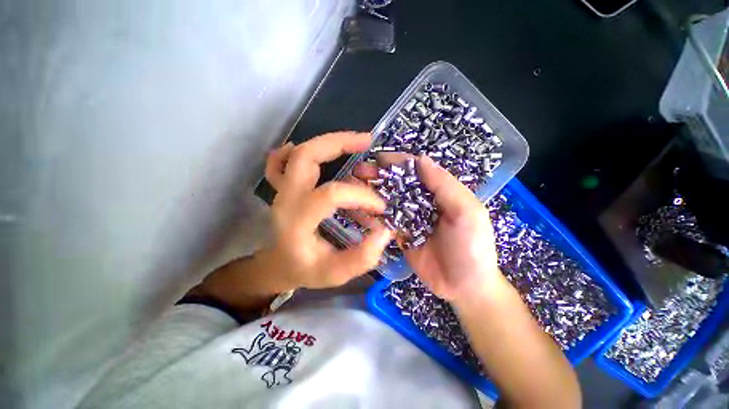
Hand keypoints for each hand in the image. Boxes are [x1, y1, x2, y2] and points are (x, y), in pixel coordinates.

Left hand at [263, 132, 393, 289]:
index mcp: (297, 221)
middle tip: (368, 141)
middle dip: (339, 143)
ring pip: (299, 153)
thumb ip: (363, 257)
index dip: (360, 195)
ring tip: (357, 142)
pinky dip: (298, 150)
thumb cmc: (306, 270)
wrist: (279, 265)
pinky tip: (319, 152)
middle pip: (306, 156)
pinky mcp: (283, 188)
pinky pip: (281, 161)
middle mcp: (286, 199)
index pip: (331, 194)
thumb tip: (385, 230)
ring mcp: (282, 190)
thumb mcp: (336, 273)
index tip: (381, 206)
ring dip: (329, 142)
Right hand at [354, 154, 500, 300]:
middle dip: (379, 175)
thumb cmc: (471, 247)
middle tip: (358, 171)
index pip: (416, 170)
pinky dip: (371, 214)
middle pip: (398, 184)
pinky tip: (356, 208)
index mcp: (439, 192)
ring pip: (387, 200)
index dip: (398, 162)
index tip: (378, 157)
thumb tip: (421, 159)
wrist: (464, 287)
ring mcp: (409, 218)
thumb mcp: (467, 213)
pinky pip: (384, 221)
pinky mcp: (399, 234)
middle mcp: (422, 201)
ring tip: (351, 186)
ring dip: (371, 192)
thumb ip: (445, 186)